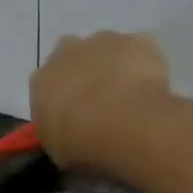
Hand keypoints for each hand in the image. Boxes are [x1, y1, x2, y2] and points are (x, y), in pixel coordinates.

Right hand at [29, 31, 172, 171]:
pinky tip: (150, 90)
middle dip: (85, 76)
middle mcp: (67, 52)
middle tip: (101, 106)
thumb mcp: (59, 152)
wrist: (124, 124)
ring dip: (114, 68)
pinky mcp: (138, 40)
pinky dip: (144, 66)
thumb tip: (68, 133)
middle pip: (74, 59)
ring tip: (129, 100)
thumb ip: (59, 135)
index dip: (62, 102)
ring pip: (107, 50)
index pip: (46, 88)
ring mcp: (104, 41)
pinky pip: (140, 51)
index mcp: (42, 82)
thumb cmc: (83, 144)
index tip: (74, 119)